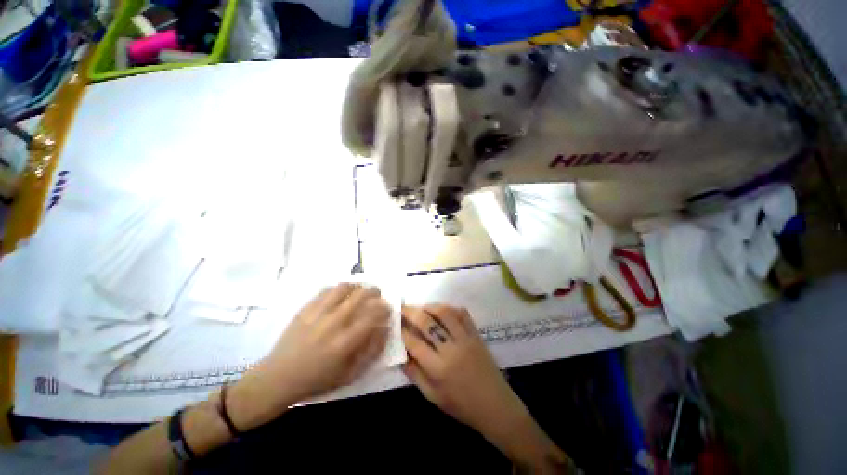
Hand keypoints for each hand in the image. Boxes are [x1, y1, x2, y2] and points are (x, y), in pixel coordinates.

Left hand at [228, 284, 390, 429]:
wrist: (279, 378)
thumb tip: (385, 328)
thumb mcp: (351, 374)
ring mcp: (317, 313)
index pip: (373, 315)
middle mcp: (333, 323)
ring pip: (344, 288)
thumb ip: (372, 351)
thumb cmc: (318, 380)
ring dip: (357, 286)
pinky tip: (342, 294)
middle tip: (378, 295)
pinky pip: (327, 290)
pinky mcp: (306, 308)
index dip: (384, 308)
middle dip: (375, 292)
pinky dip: (339, 288)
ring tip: (360, 291)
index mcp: (345, 342)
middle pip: (361, 296)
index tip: (388, 308)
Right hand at [402, 304, 573, 472]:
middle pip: (427, 323)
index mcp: (439, 369)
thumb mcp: (432, 396)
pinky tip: (441, 310)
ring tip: (420, 307)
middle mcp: (451, 349)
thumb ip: (415, 374)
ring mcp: (466, 339)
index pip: (414, 343)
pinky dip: (450, 308)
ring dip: (430, 306)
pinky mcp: (476, 334)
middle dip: (411, 312)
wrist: (496, 406)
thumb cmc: (461, 406)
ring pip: (445, 313)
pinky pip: (463, 314)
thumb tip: (400, 354)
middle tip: (402, 307)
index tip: (394, 322)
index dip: (402, 331)